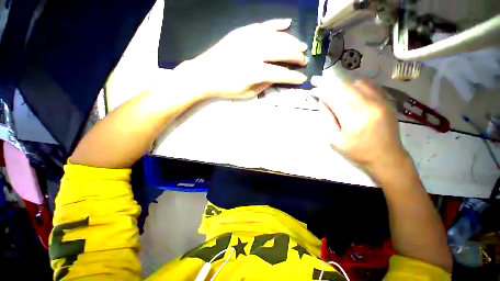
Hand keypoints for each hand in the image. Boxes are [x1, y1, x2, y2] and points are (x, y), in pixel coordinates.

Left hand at [173, 19, 308, 98]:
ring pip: (276, 36)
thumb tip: (278, 77)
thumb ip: (265, 85)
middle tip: (303, 61)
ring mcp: (248, 39)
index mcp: (255, 72)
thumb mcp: (247, 93)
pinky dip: (277, 24)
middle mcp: (255, 52)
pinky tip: (287, 23)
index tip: (302, 78)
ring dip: (291, 41)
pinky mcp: (242, 32)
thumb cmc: (226, 88)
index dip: (294, 77)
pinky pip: (263, 25)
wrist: (205, 74)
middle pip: (282, 51)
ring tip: (301, 46)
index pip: (281, 74)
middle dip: (296, 57)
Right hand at [311, 76, 409, 169]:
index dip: (322, 89)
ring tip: (331, 85)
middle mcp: (368, 106)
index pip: (334, 97)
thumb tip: (322, 101)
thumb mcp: (335, 140)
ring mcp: (380, 101)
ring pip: (356, 82)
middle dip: (329, 82)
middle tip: (318, 80)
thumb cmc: (357, 152)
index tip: (313, 85)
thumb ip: (327, 118)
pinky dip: (355, 83)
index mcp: (353, 119)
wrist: (387, 157)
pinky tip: (347, 86)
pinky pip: (369, 85)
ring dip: (341, 82)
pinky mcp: (386, 101)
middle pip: (345, 86)